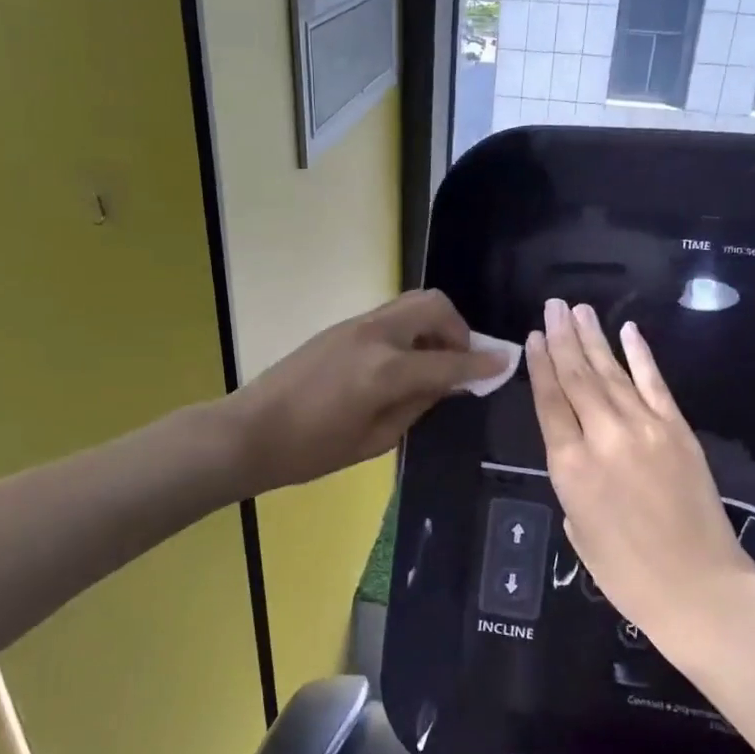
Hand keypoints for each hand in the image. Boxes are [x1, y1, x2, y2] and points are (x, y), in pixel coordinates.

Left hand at [231, 290, 502, 493]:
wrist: (250, 431)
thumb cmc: (312, 450)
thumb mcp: (376, 439)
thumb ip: (419, 404)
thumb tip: (449, 383)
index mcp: (386, 371)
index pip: (449, 360)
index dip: (481, 364)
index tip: (504, 364)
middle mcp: (376, 336)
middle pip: (434, 306)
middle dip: (459, 329)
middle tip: (459, 362)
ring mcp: (356, 325)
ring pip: (412, 303)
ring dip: (434, 325)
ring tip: (432, 363)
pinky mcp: (342, 327)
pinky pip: (391, 316)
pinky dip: (411, 329)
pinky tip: (403, 363)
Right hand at [527, 298, 748, 644]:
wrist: (699, 587)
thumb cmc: (626, 573)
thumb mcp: (578, 528)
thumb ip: (572, 480)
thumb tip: (578, 452)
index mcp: (570, 466)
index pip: (549, 401)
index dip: (539, 365)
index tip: (532, 337)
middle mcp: (603, 436)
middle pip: (577, 377)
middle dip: (562, 338)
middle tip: (552, 306)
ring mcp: (645, 428)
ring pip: (611, 373)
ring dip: (593, 338)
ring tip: (578, 310)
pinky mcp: (678, 430)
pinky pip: (655, 383)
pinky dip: (640, 355)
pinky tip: (628, 331)